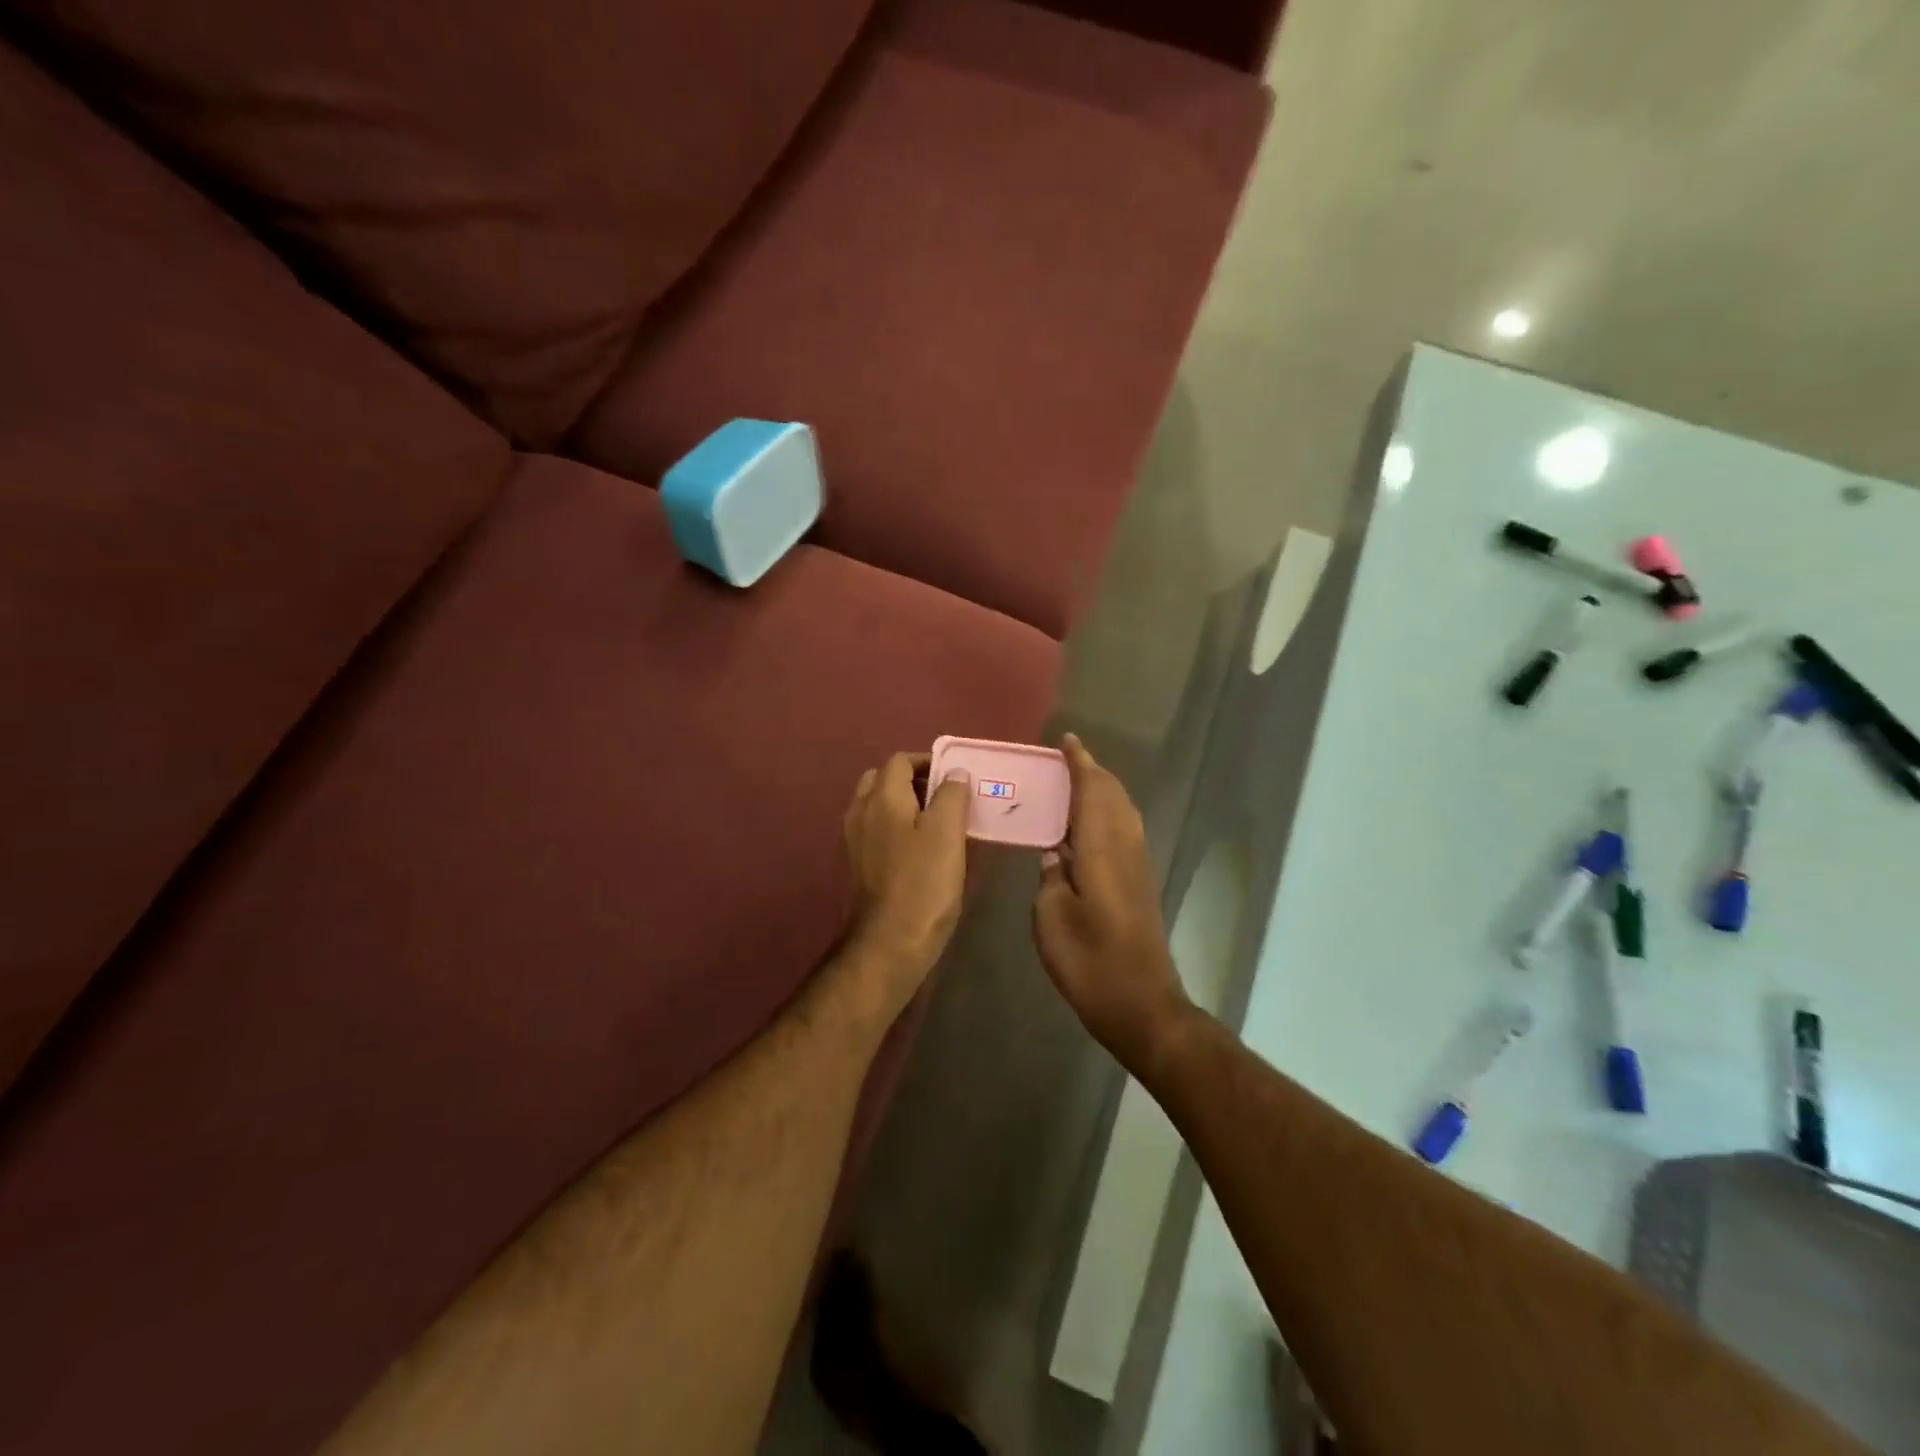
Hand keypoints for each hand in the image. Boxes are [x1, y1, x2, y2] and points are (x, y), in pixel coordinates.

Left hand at [842, 753, 971, 1000]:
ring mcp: (854, 841)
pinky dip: (897, 829)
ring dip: (906, 806)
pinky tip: (922, 852)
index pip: (900, 760)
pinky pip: (877, 832)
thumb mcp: (947, 834)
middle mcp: (860, 812)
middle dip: (914, 782)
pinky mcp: (857, 866)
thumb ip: (951, 795)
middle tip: (946, 798)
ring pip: (878, 807)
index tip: (956, 776)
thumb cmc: (922, 885)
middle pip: (884, 781)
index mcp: (881, 797)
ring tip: (940, 824)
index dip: (928, 761)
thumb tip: (953, 773)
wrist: (886, 945)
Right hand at [1034, 735, 1192, 1069]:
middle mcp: (1125, 849)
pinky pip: (1123, 831)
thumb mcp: (1052, 919)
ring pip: (1123, 813)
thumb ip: (1050, 878)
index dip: (1080, 764)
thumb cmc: (1091, 963)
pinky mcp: (1139, 884)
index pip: (1093, 791)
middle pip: (1113, 796)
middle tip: (1063, 761)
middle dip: (1092, 773)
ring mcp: (1137, 867)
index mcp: (1102, 850)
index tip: (1066, 741)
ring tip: (1072, 786)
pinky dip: (1106, 815)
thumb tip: (1054, 853)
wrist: (1142, 1005)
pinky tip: (1085, 830)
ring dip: (1102, 792)